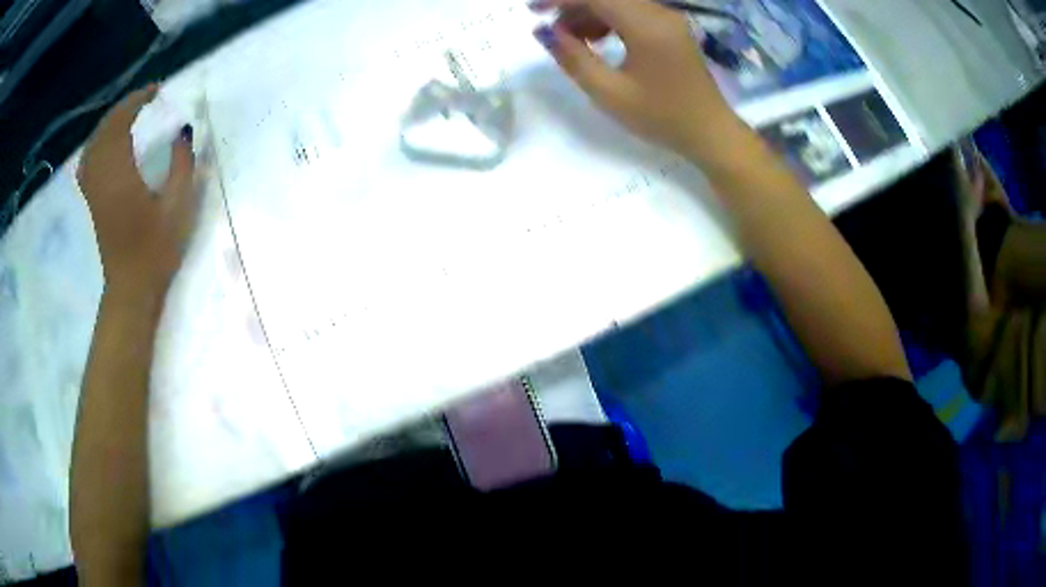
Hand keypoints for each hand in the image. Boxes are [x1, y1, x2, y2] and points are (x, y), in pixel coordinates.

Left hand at [77, 85, 197, 295]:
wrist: (132, 289)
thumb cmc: (156, 251)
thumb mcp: (178, 207)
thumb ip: (182, 164)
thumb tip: (183, 132)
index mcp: (121, 175)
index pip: (122, 124)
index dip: (136, 101)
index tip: (155, 90)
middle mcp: (102, 177)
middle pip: (104, 130)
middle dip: (123, 108)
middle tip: (143, 98)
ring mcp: (94, 190)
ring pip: (93, 145)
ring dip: (108, 124)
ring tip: (126, 115)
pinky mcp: (93, 201)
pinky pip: (87, 163)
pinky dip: (95, 145)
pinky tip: (105, 144)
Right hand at [531, 0, 742, 162]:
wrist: (710, 132)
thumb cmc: (661, 117)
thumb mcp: (609, 93)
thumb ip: (574, 58)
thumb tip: (545, 32)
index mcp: (646, 26)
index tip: (533, 11)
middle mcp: (659, 13)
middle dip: (574, 6)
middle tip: (551, 29)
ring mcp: (669, 19)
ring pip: (620, 2)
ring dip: (591, 13)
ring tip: (572, 39)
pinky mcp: (672, 28)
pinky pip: (634, 12)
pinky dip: (610, 19)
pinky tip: (597, 40)